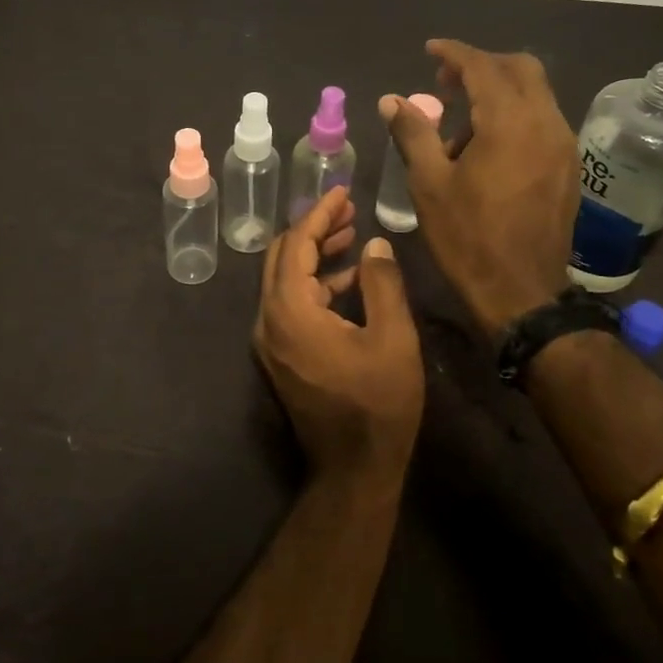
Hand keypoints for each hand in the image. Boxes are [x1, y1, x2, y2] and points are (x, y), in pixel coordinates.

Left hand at [253, 186, 424, 492]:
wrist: (353, 470)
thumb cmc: (378, 404)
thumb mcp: (393, 339)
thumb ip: (382, 283)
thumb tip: (374, 244)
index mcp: (289, 310)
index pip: (296, 244)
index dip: (319, 214)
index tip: (342, 192)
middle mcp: (268, 320)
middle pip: (282, 257)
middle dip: (313, 230)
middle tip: (348, 212)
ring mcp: (270, 340)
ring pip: (285, 280)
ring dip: (315, 256)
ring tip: (352, 237)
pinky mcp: (280, 355)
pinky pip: (290, 304)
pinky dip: (315, 284)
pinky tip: (348, 281)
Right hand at [381, 39, 578, 331]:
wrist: (522, 293)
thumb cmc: (468, 237)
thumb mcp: (429, 184)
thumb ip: (413, 133)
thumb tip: (392, 100)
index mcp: (510, 123)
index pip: (483, 66)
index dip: (453, 52)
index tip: (429, 50)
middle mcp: (546, 123)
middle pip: (521, 69)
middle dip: (482, 64)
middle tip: (446, 81)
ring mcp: (563, 145)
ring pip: (536, 94)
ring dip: (499, 92)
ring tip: (461, 123)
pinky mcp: (568, 167)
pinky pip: (542, 120)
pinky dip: (515, 115)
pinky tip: (487, 147)